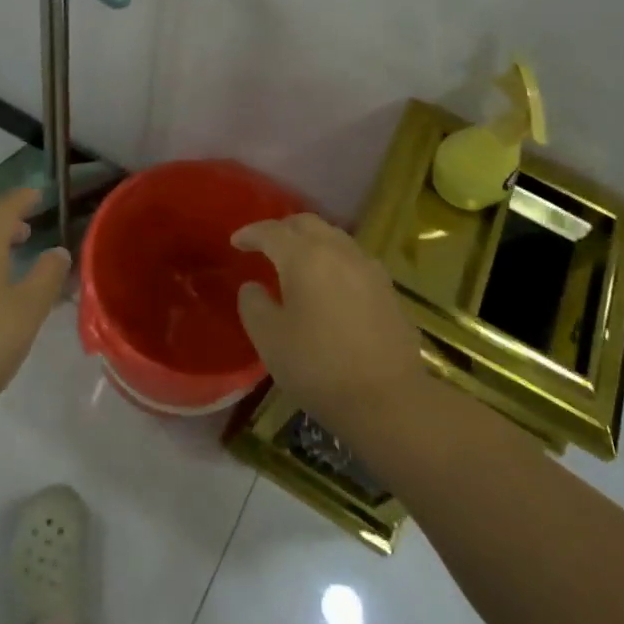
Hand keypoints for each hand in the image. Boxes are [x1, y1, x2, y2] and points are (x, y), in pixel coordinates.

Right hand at [232, 213, 423, 433]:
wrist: (388, 400)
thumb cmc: (318, 367)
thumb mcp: (269, 339)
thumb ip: (253, 305)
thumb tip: (252, 286)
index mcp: (304, 257)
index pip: (271, 231)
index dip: (250, 233)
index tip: (236, 242)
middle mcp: (338, 251)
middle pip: (306, 224)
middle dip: (282, 229)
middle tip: (266, 245)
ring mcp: (368, 267)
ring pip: (334, 237)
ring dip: (311, 241)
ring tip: (298, 262)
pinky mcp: (388, 288)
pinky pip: (353, 259)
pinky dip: (334, 260)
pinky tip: (331, 283)